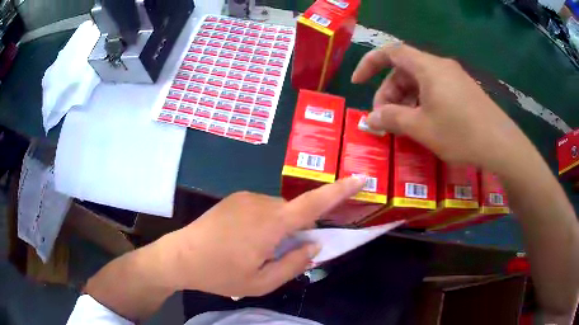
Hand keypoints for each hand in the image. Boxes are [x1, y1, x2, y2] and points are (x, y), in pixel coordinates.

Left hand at [160, 177, 363, 296]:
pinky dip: (263, 222)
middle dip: (297, 230)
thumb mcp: (261, 282)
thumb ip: (293, 264)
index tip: (360, 177)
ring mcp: (245, 197)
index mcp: (271, 224)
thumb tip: (314, 245)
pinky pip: (261, 208)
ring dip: (277, 228)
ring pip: (277, 210)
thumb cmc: (220, 274)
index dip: (340, 190)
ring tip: (254, 251)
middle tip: (278, 255)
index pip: (314, 203)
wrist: (180, 256)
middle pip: (294, 211)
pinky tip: (242, 240)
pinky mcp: (234, 198)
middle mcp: (261, 202)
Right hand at [351, 43, 532, 172]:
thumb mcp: (421, 128)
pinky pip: (436, 89)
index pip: (390, 52)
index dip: (369, 64)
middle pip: (404, 70)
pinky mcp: (464, 90)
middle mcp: (440, 66)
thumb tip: (369, 119)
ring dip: (406, 99)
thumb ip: (391, 119)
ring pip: (420, 81)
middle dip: (389, 92)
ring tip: (404, 125)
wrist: (501, 145)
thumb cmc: (460, 133)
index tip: (358, 83)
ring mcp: (454, 78)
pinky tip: (425, 123)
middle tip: (385, 120)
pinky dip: (423, 102)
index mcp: (427, 67)